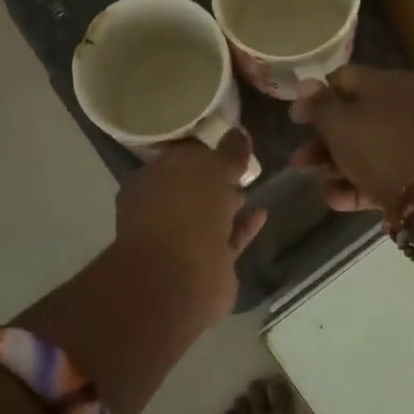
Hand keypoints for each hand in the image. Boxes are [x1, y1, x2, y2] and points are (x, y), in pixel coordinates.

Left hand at [114, 130, 267, 320]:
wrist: (180, 280)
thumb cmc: (185, 212)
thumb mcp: (209, 170)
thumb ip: (227, 152)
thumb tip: (239, 133)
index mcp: (150, 182)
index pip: (177, 158)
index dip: (203, 149)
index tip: (228, 139)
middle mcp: (162, 210)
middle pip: (192, 187)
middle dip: (214, 176)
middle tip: (242, 161)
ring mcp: (183, 240)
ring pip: (210, 215)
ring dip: (229, 201)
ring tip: (253, 184)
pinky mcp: (206, 264)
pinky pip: (228, 239)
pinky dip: (244, 227)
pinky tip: (263, 213)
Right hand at [291, 66, 413, 214]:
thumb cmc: (379, 146)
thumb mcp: (340, 123)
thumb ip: (319, 105)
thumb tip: (305, 84)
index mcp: (388, 84)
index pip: (345, 78)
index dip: (315, 95)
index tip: (294, 118)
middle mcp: (402, 108)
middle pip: (352, 118)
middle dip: (321, 139)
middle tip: (298, 158)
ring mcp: (409, 142)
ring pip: (363, 148)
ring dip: (333, 164)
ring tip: (310, 179)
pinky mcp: (413, 175)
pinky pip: (377, 174)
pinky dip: (354, 184)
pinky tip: (334, 199)